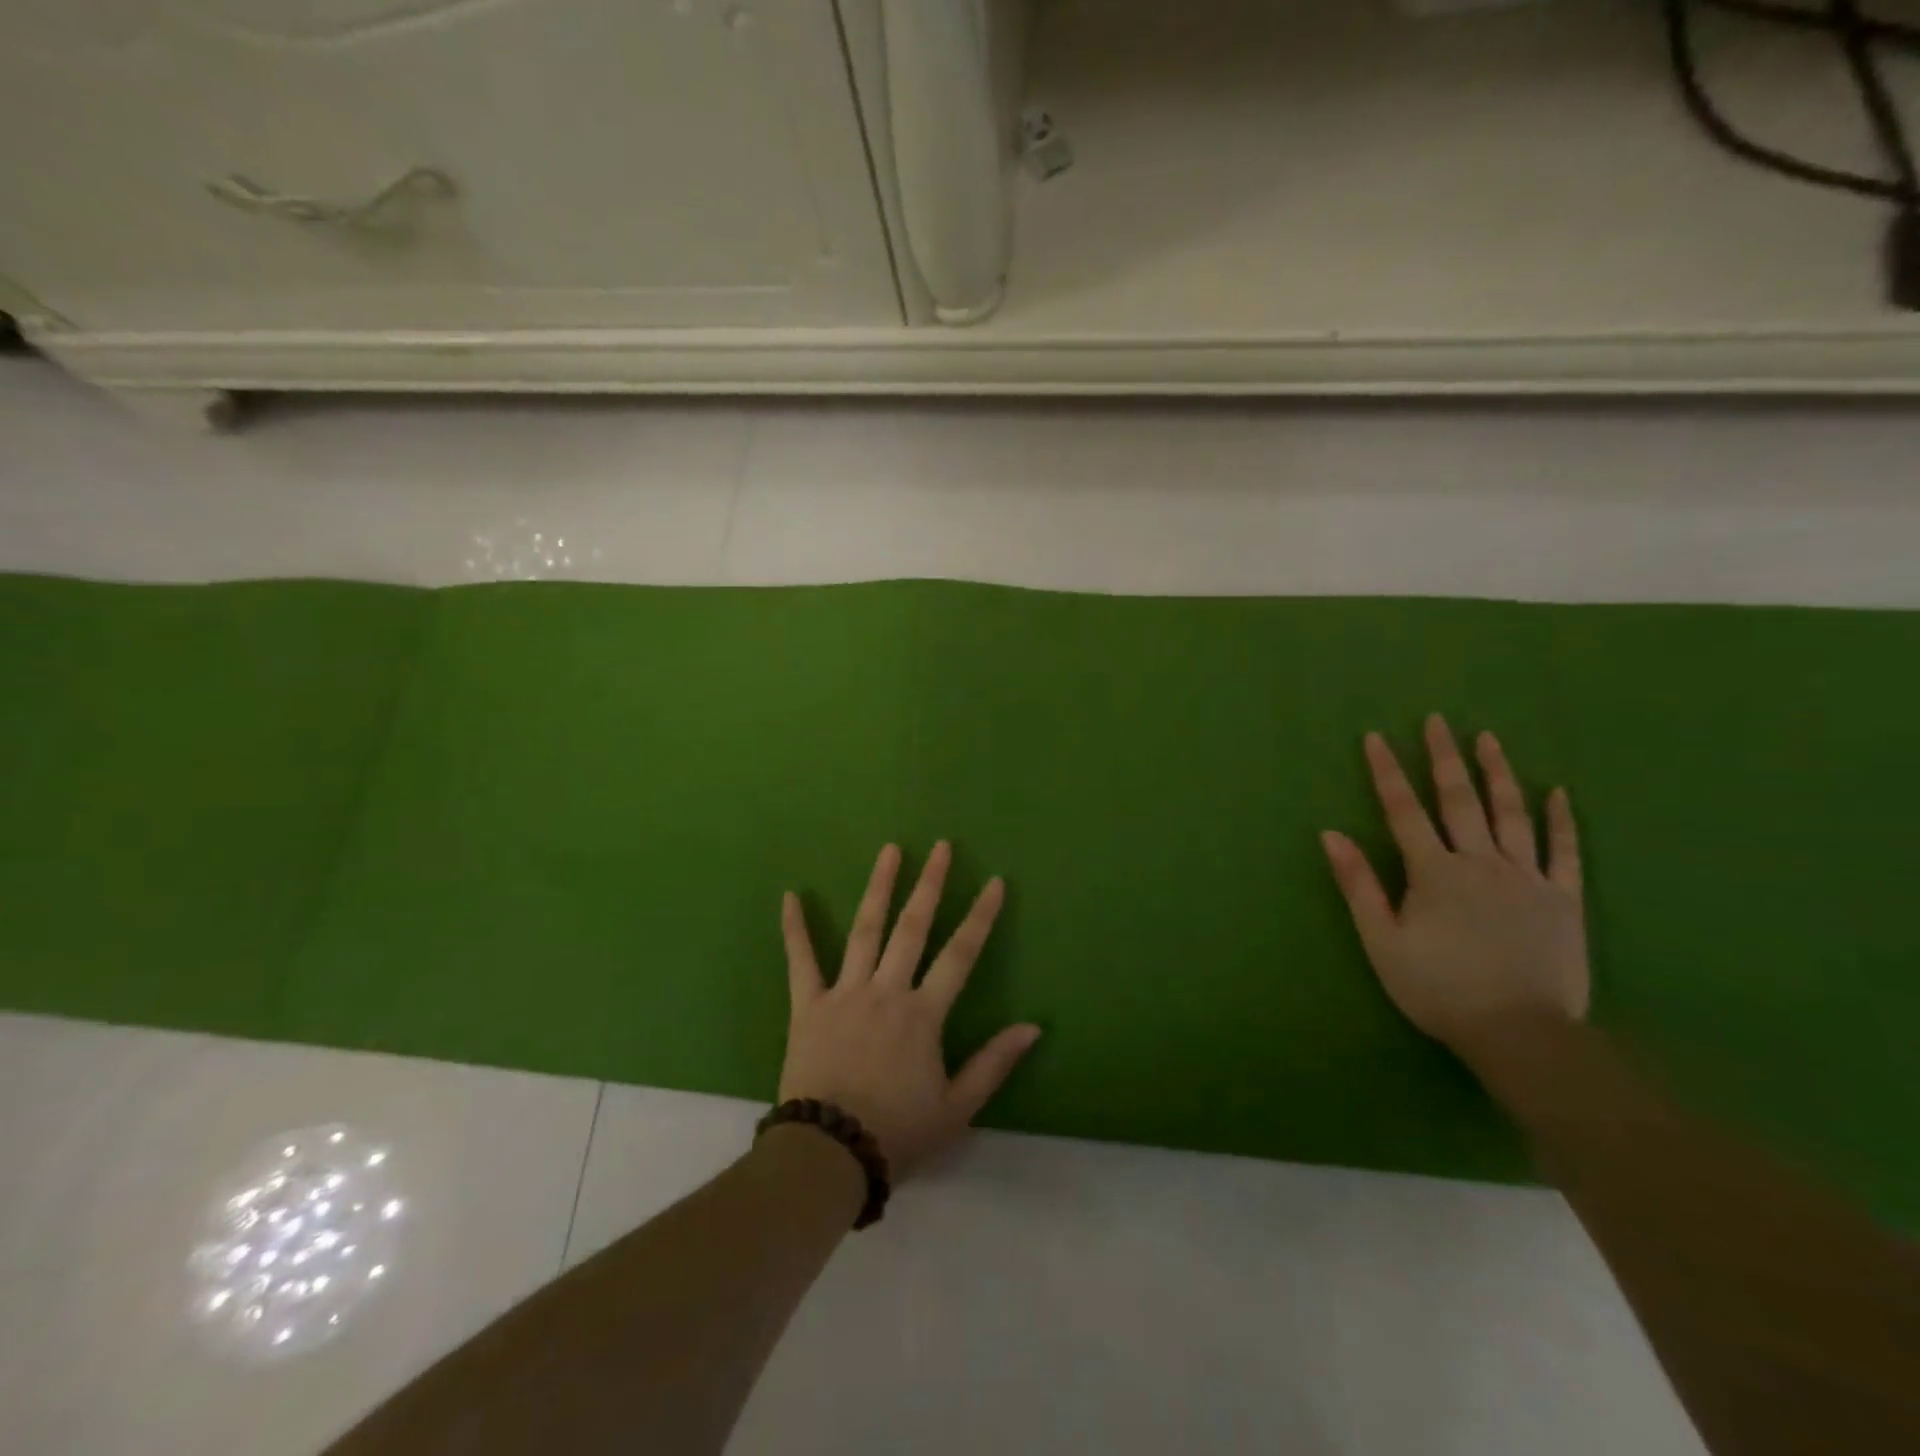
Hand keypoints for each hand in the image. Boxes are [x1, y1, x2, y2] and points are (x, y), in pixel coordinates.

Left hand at [778, 842, 1041, 1173]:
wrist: (829, 1155)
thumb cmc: (897, 1132)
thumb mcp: (957, 1108)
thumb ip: (994, 1063)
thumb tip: (1033, 1027)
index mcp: (923, 1014)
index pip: (960, 954)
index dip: (980, 916)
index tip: (994, 881)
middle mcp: (886, 991)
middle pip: (912, 927)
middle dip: (930, 884)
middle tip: (940, 846)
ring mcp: (844, 993)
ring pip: (865, 929)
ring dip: (878, 887)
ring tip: (890, 850)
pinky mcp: (807, 1005)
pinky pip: (800, 961)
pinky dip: (794, 928)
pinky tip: (791, 895)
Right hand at [1321, 714, 1588, 1061]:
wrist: (1520, 1033)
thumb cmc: (1438, 988)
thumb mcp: (1382, 940)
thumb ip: (1358, 884)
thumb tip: (1330, 834)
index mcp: (1434, 872)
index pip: (1404, 810)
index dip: (1388, 772)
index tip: (1377, 737)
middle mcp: (1480, 862)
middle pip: (1459, 799)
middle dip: (1445, 757)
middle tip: (1438, 721)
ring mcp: (1527, 877)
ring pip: (1511, 814)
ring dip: (1497, 773)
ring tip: (1488, 739)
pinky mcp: (1563, 898)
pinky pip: (1564, 851)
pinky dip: (1560, 820)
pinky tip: (1556, 792)